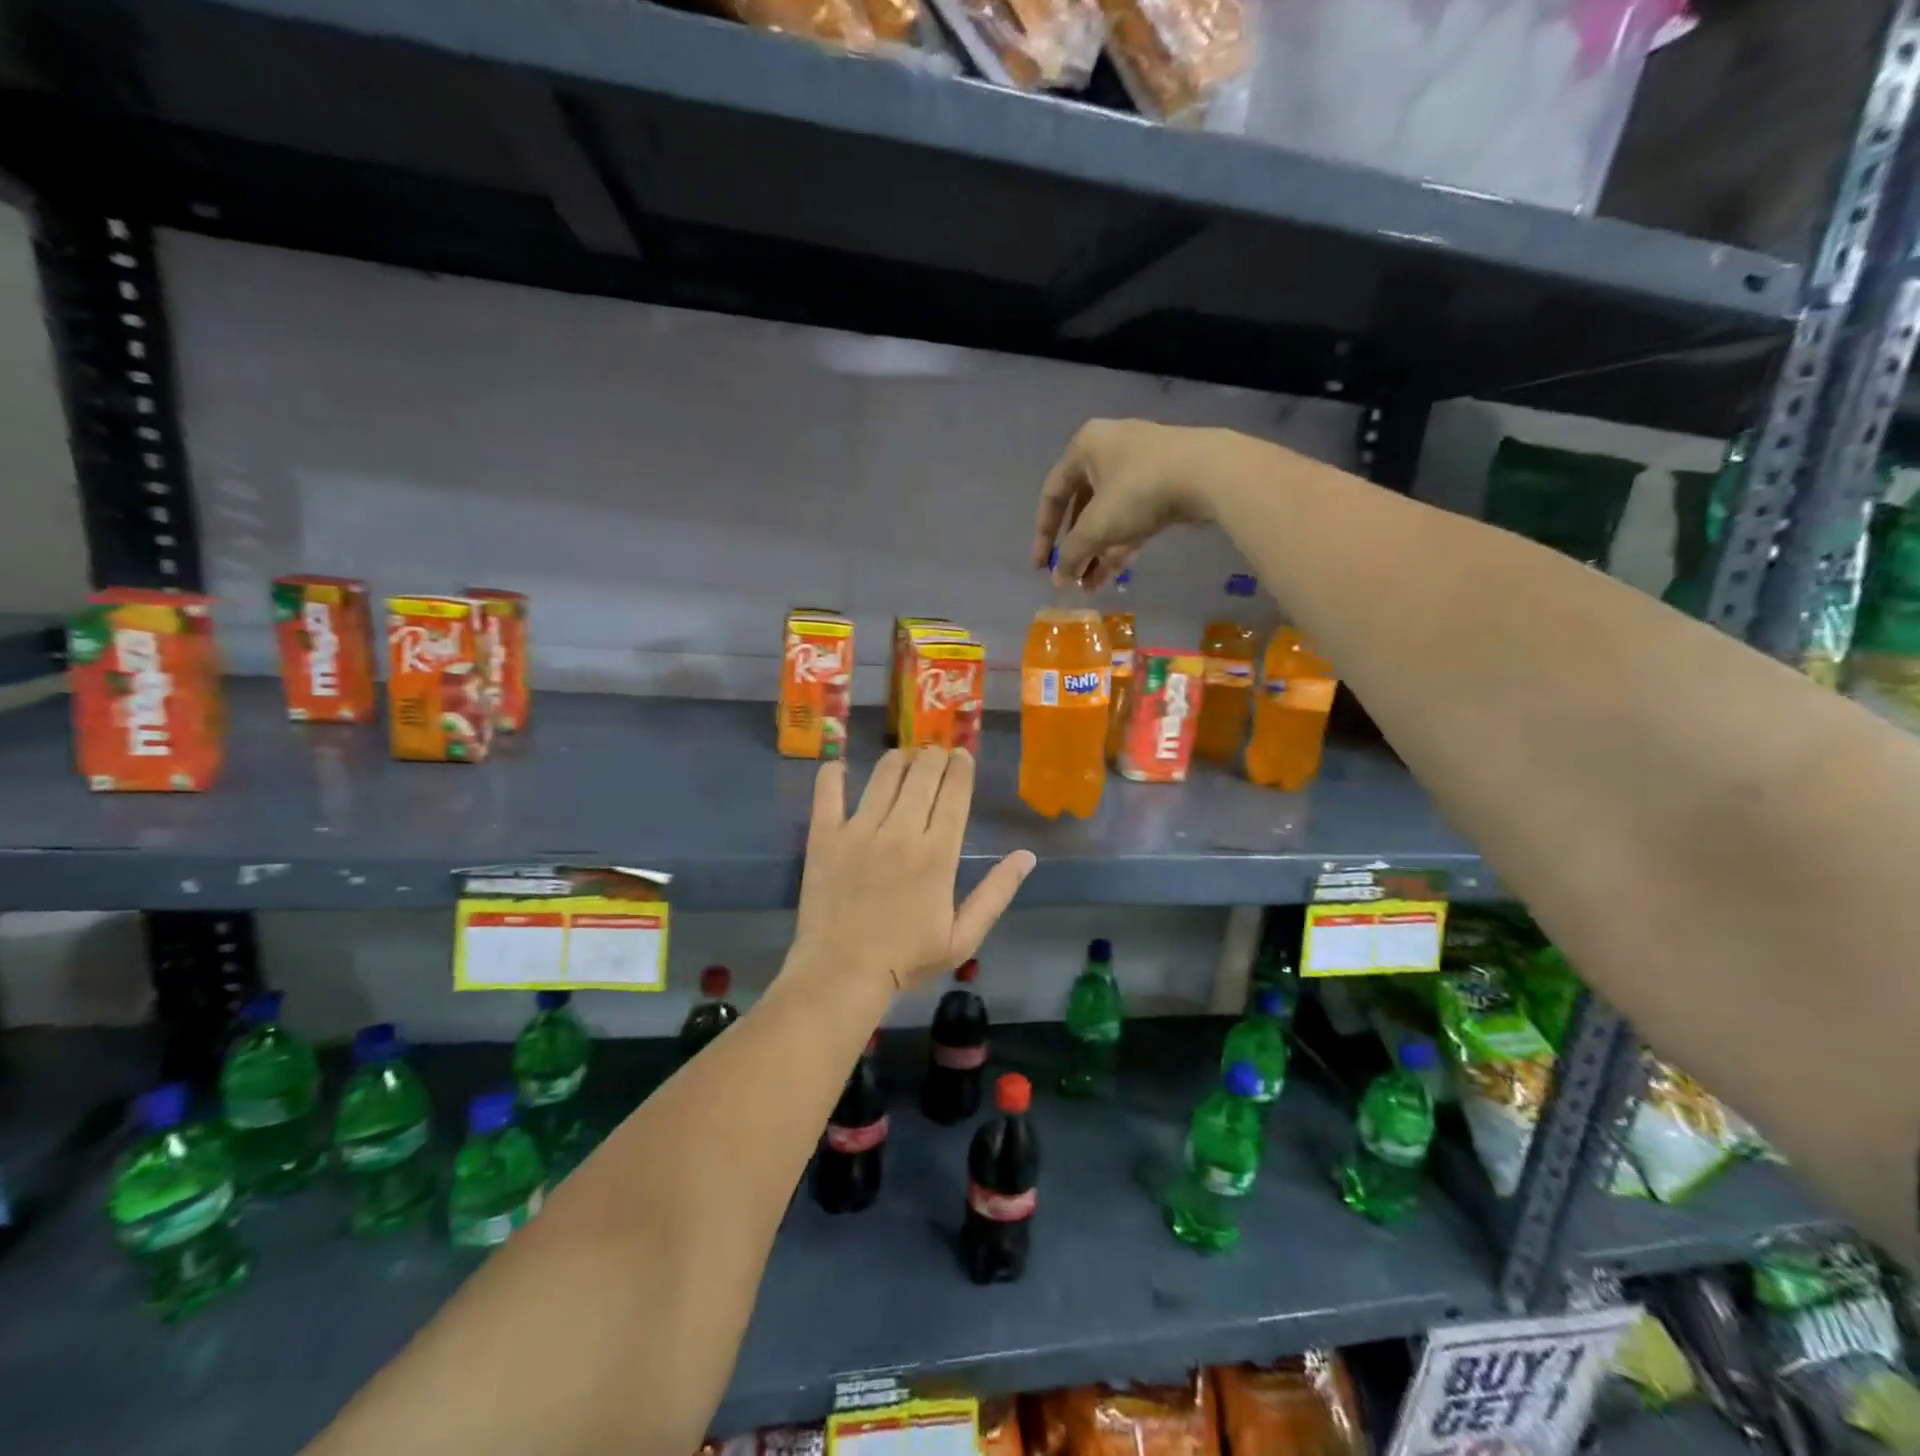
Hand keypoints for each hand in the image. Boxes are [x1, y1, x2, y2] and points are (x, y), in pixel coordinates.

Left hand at [794, 749, 1034, 994]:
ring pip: (883, 775)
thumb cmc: (907, 959)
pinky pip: (829, 792)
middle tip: (935, 754)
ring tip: (903, 758)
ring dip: (898, 759)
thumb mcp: (963, 937)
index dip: (961, 768)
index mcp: (937, 854)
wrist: (842, 975)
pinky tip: (840, 767)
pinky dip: (834, 774)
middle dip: (934, 756)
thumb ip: (996, 893)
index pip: (954, 794)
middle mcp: (901, 831)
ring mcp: (860, 830)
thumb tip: (1027, 856)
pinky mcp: (825, 836)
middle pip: (922, 774)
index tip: (962, 755)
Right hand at [1033, 419, 1239, 587]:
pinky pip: (1133, 517)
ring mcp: (1141, 466)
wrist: (1210, 473)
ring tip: (1091, 586)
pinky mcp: (1166, 483)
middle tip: (1070, 577)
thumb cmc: (1138, 490)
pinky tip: (1113, 574)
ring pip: (1109, 515)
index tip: (1041, 567)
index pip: (1052, 494)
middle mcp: (1110, 450)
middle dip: (1076, 548)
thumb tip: (1058, 579)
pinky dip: (1121, 544)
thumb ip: (1071, 554)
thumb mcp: (1096, 526)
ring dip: (1098, 552)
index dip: (1043, 534)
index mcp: (1085, 447)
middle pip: (1082, 507)